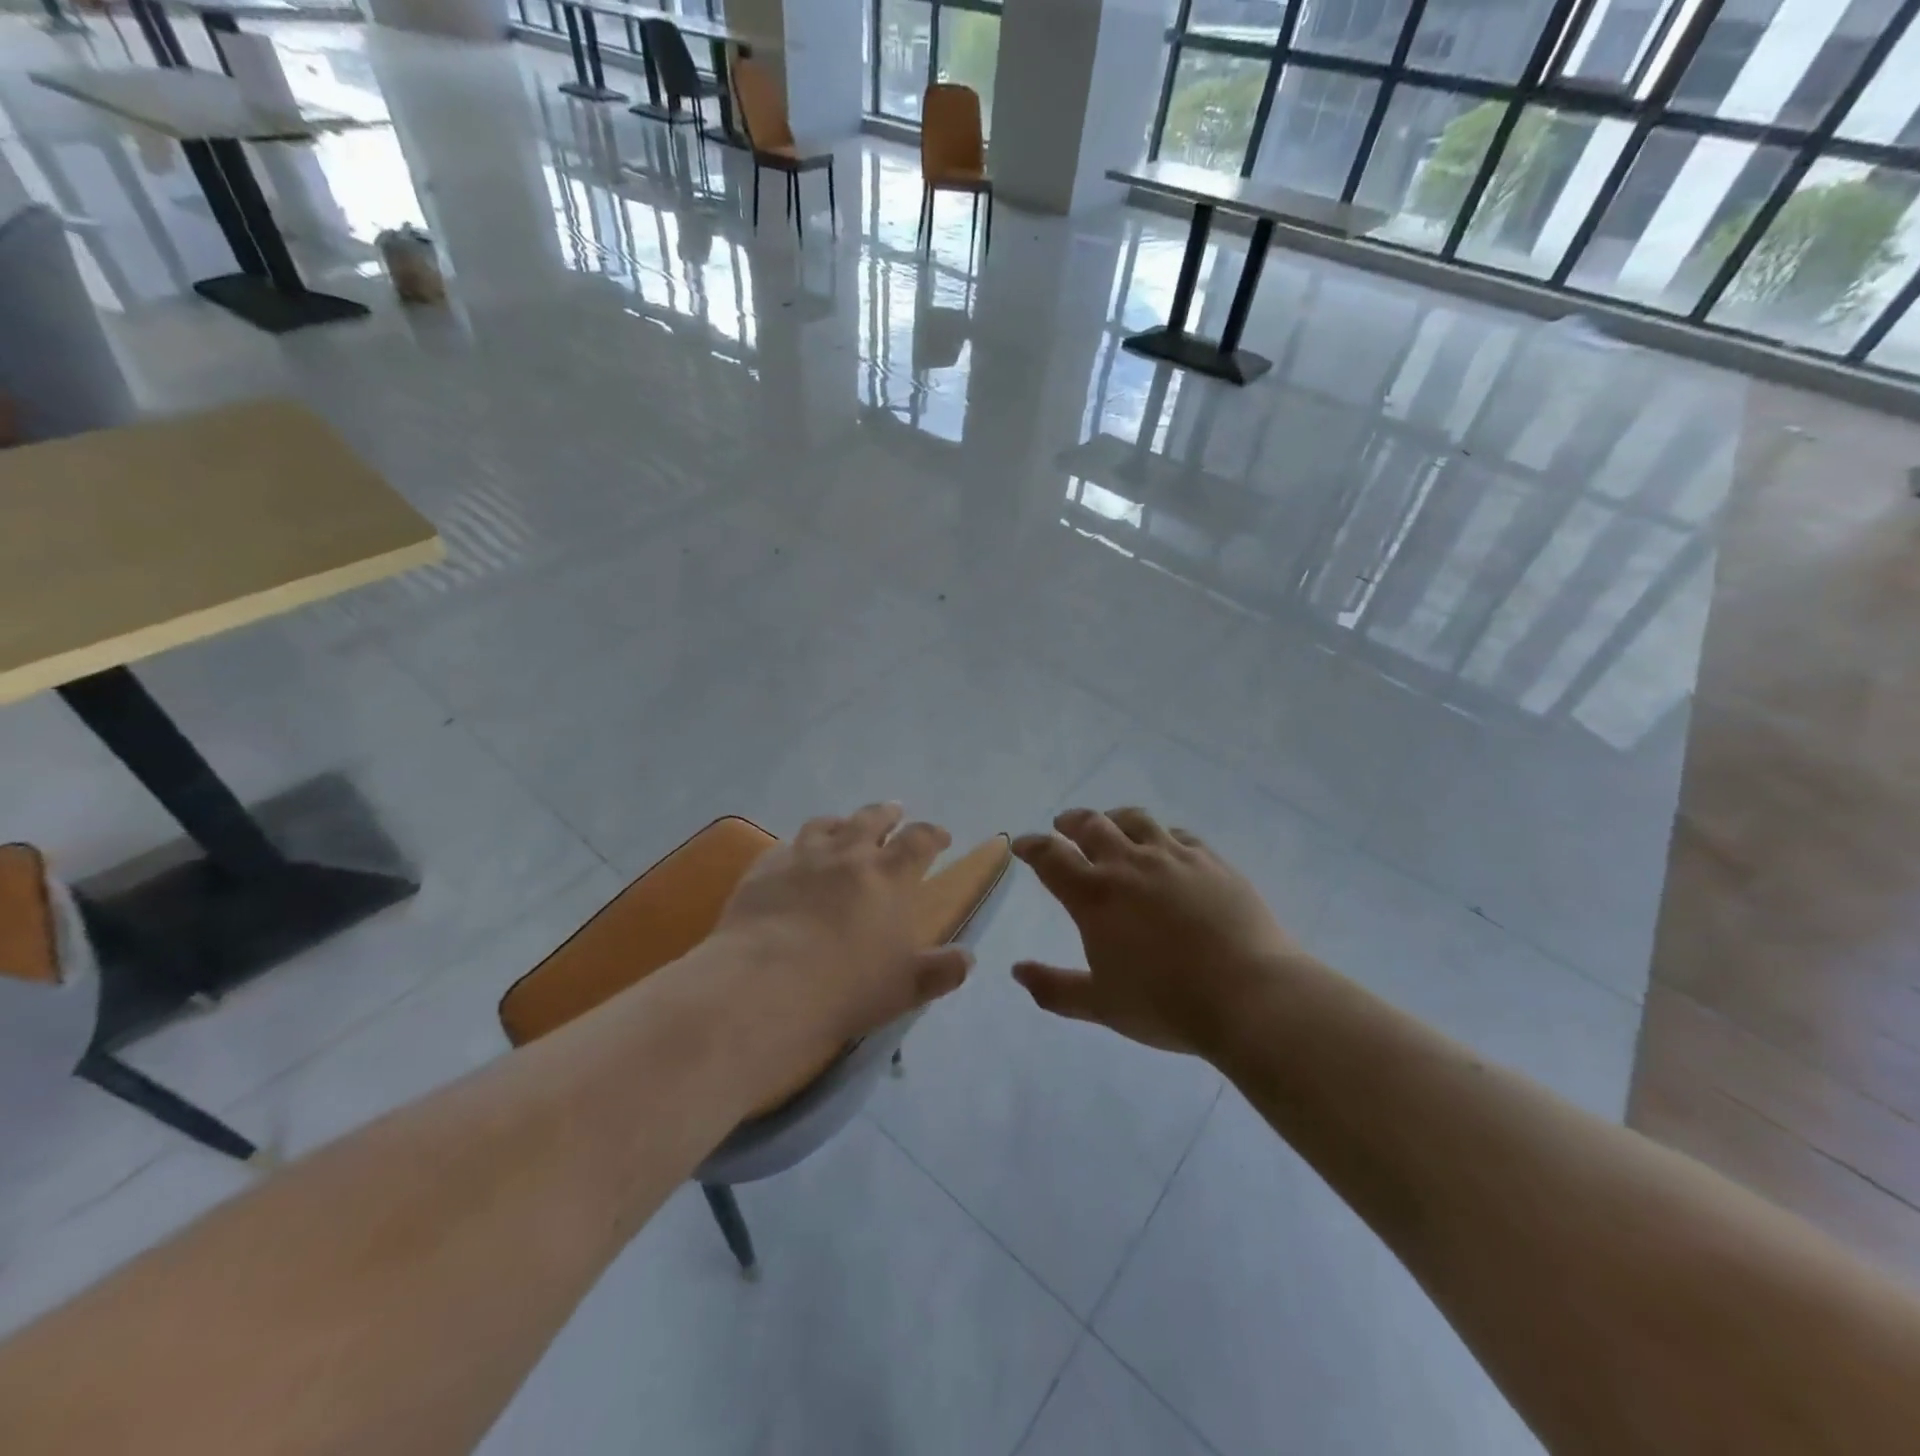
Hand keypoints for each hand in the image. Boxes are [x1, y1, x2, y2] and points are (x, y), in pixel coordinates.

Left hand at [706, 803, 972, 1095]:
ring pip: (825, 825)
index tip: (940, 836)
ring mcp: (802, 857)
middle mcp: (848, 854)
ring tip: (844, 827)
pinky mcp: (764, 869)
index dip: (932, 834)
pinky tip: (794, 857)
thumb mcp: (905, 987)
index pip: (919, 841)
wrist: (766, 986)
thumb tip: (968, 959)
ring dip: (841, 823)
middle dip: (887, 814)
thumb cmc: (846, 988)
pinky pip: (784, 846)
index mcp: (889, 876)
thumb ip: (939, 971)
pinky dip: (797, 847)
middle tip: (894, 812)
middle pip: (871, 819)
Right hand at [1012, 807, 1301, 1059]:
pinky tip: (1165, 845)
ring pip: (1135, 820)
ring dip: (1113, 818)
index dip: (1031, 847)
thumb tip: (1017, 971)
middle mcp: (1129, 864)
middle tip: (1063, 825)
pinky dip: (1160, 834)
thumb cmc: (1166, 1004)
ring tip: (1110, 823)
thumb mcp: (1101, 1005)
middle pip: (1091, 826)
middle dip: (1071, 822)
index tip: (1022, 844)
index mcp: (1095, 896)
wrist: (1249, 995)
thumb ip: (1054, 988)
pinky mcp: (1211, 861)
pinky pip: (1178, 834)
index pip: (1051, 857)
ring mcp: (1173, 857)